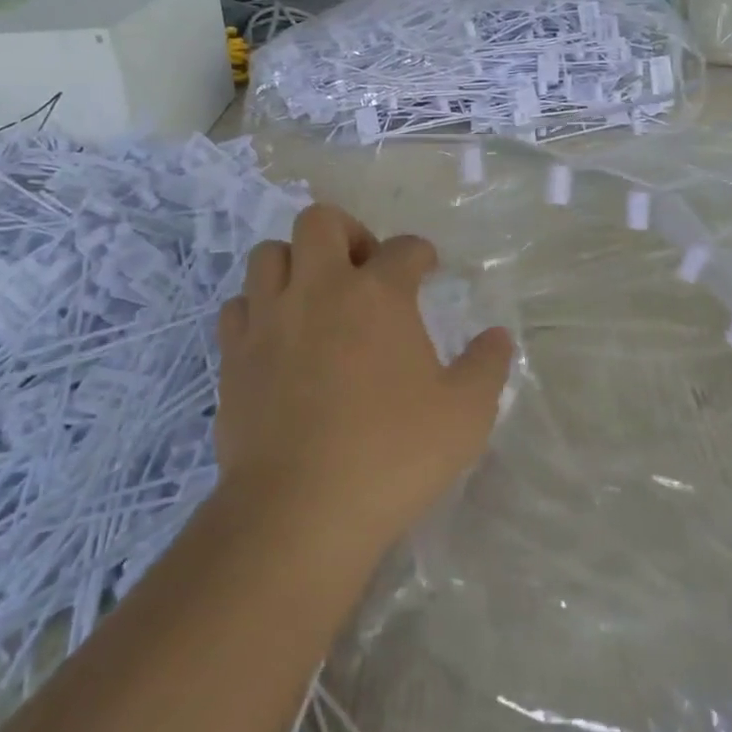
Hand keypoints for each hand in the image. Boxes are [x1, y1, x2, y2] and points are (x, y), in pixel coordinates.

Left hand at [214, 203, 513, 556]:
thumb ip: (486, 367)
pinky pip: (238, 307)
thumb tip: (498, 336)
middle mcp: (319, 290)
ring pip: (268, 255)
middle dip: (347, 232)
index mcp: (377, 295)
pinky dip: (257, 308)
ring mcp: (268, 320)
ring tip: (316, 297)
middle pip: (320, 222)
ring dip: (295, 263)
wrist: (299, 510)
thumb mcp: (464, 415)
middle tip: (364, 269)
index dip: (420, 253)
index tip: (426, 269)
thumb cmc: (392, 455)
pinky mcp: (233, 356)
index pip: (404, 248)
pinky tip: (277, 336)